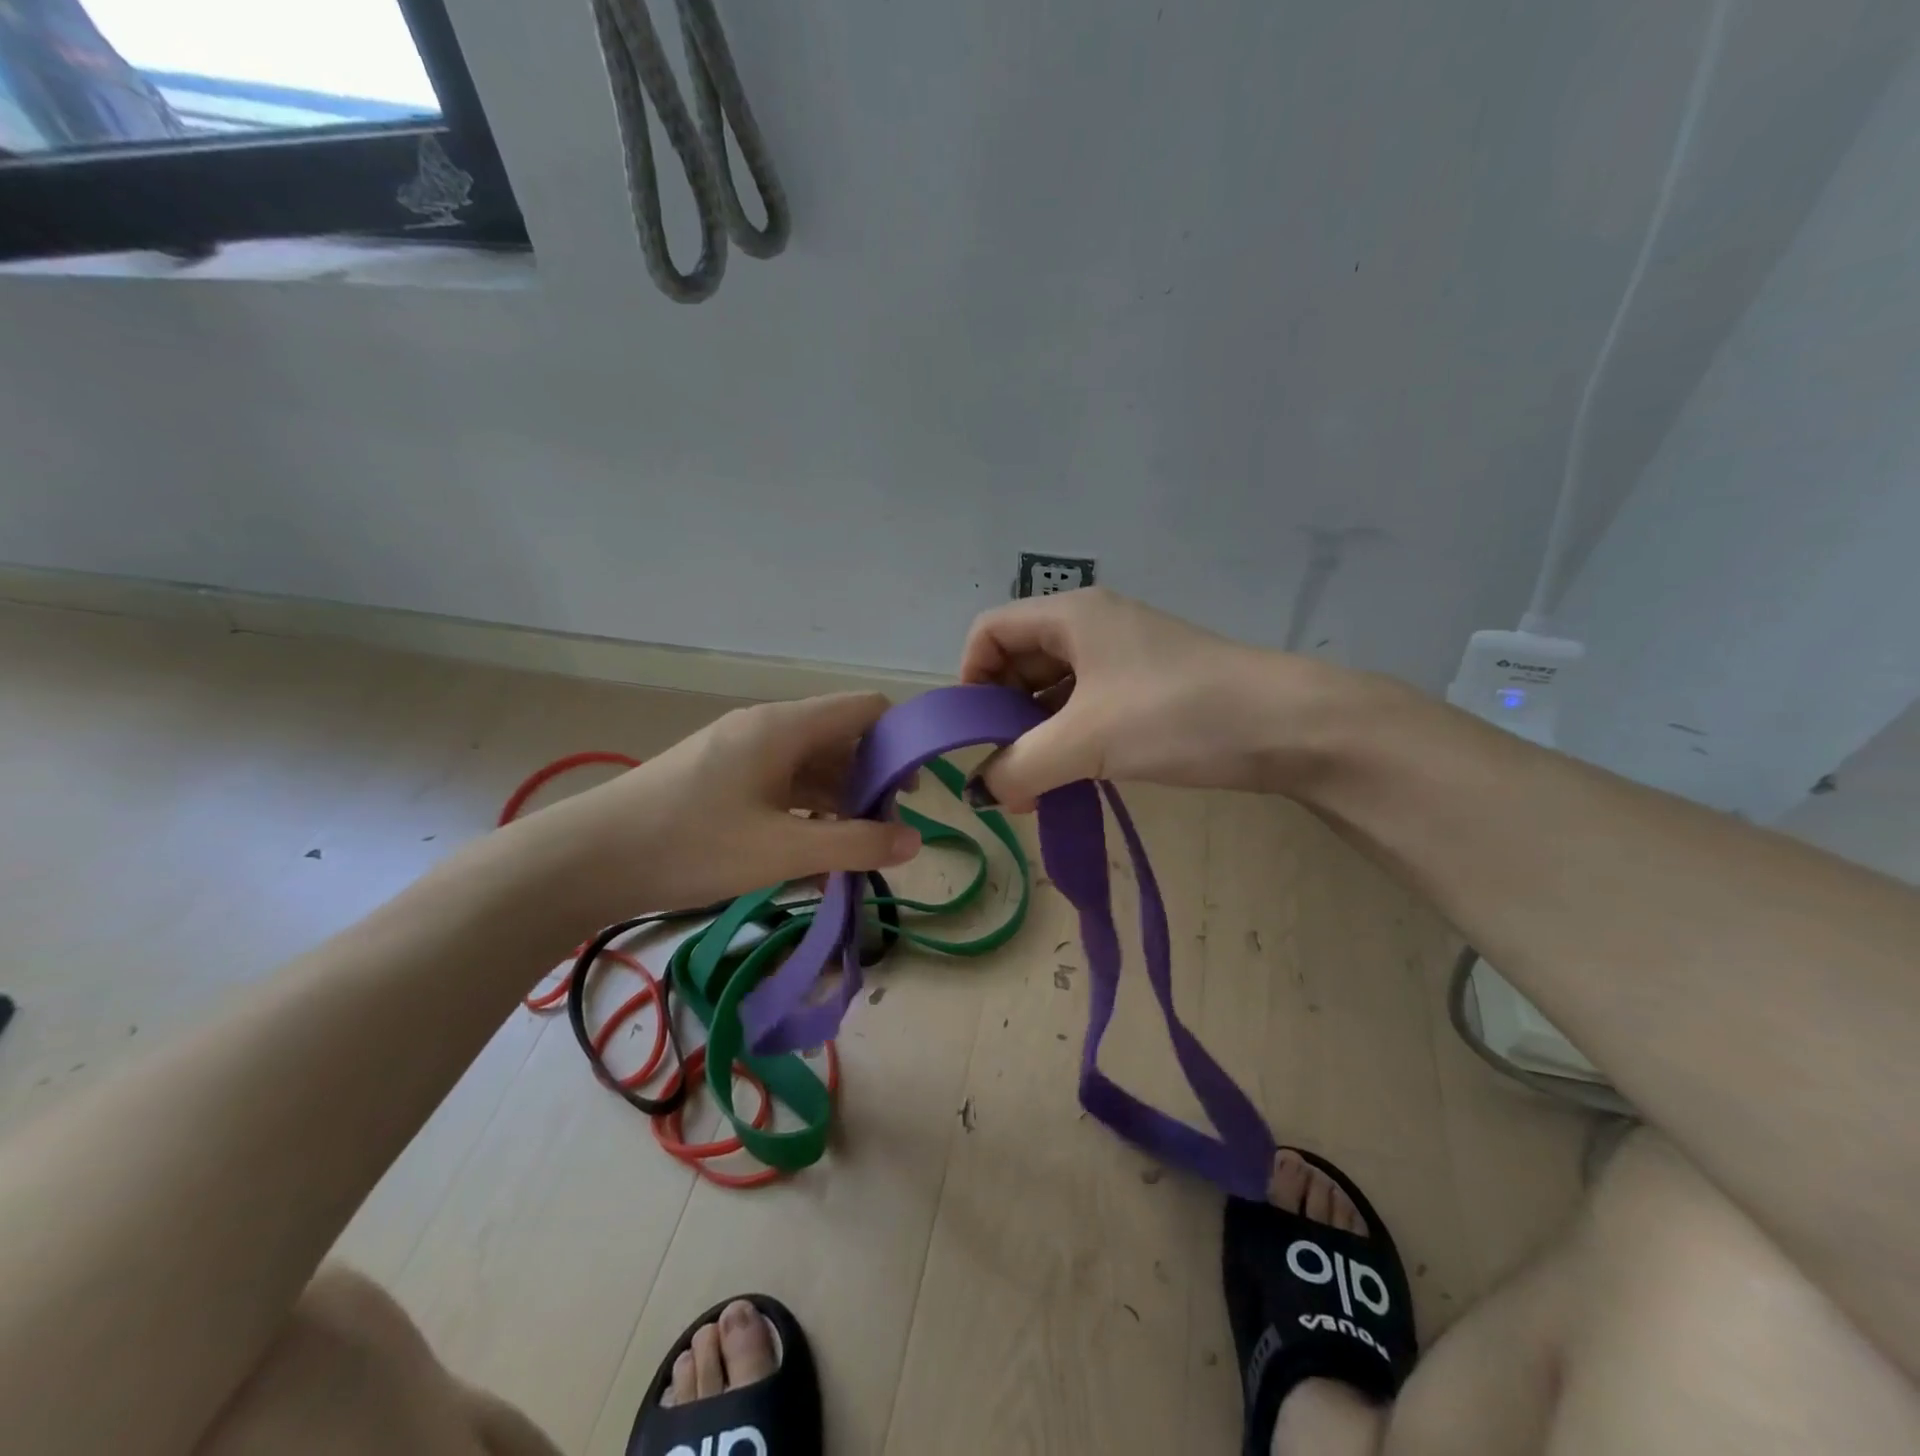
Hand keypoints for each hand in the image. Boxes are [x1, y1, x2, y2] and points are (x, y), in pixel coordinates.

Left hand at [505, 693, 921, 919]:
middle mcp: (766, 728)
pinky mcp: (720, 777)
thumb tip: (914, 841)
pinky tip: (810, 849)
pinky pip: (781, 783)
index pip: (866, 709)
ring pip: (810, 764)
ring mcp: (739, 751)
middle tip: (885, 832)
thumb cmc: (692, 845)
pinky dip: (806, 810)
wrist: (587, 860)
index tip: (914, 792)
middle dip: (871, 780)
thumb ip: (855, 844)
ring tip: (853, 849)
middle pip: (841, 738)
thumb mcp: (782, 850)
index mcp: (785, 726)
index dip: (900, 741)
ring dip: (838, 800)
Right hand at [959, 588, 1308, 809]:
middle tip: (1003, 774)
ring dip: (1035, 738)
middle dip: (1002, 718)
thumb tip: (979, 794)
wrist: (1288, 727)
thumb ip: (1018, 767)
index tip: (974, 735)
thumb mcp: (1085, 741)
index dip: (969, 679)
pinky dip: (1068, 742)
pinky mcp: (1147, 689)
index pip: (989, 632)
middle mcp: (1092, 627)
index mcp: (1070, 615)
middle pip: (1018, 662)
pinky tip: (1071, 780)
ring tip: (1034, 790)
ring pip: (1053, 691)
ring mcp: (1123, 658)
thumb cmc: (1175, 714)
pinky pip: (1087, 709)